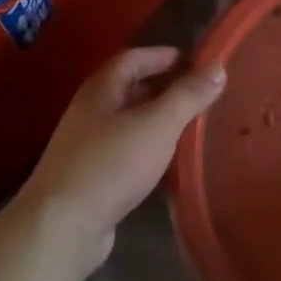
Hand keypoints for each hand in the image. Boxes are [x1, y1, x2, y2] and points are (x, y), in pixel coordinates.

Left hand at [18, 47, 225, 270]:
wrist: (63, 225)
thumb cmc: (112, 163)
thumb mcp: (158, 123)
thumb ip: (188, 95)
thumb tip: (217, 66)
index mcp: (101, 90)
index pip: (133, 58)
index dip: (163, 56)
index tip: (196, 62)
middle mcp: (90, 112)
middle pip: (129, 89)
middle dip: (164, 87)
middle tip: (201, 94)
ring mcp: (87, 146)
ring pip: (128, 122)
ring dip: (158, 120)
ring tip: (192, 126)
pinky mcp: (91, 177)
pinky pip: (126, 152)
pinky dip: (149, 148)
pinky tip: (169, 162)